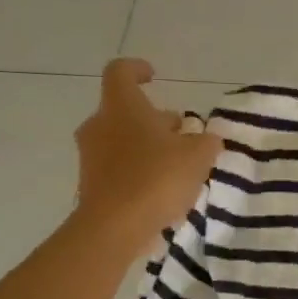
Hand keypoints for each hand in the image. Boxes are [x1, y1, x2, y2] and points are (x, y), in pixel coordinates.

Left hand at [74, 60, 222, 257]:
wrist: (113, 229)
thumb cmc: (156, 178)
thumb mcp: (198, 156)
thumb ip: (206, 142)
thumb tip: (206, 138)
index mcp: (121, 107)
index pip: (120, 72)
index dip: (137, 69)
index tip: (154, 76)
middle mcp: (99, 125)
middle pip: (126, 111)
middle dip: (154, 119)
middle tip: (183, 133)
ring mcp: (91, 157)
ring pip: (122, 140)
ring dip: (148, 146)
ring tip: (178, 165)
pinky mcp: (91, 186)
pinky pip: (118, 169)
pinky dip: (138, 171)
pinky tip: (163, 190)